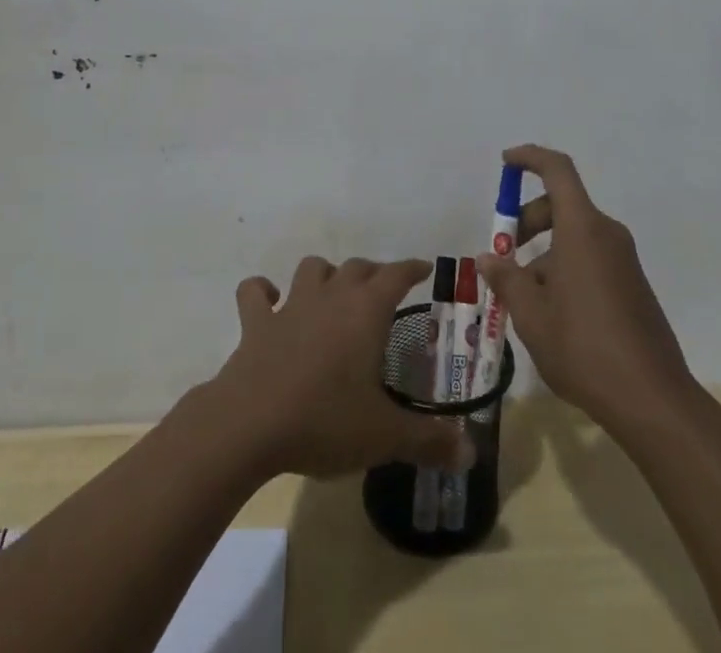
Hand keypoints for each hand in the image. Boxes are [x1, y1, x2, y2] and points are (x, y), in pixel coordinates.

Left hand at [205, 256, 469, 479]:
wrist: (249, 425)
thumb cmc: (325, 421)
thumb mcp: (385, 436)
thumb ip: (429, 441)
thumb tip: (471, 454)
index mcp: (366, 311)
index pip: (396, 274)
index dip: (412, 268)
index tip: (425, 268)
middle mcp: (330, 296)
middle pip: (356, 267)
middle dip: (373, 274)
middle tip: (384, 291)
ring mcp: (290, 306)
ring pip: (311, 269)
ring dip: (324, 274)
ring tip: (333, 292)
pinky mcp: (255, 323)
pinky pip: (254, 293)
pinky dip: (262, 292)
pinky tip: (269, 299)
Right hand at [478, 145, 693, 435]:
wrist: (653, 400)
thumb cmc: (584, 347)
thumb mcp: (531, 314)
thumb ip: (506, 279)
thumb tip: (489, 258)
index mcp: (582, 228)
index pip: (557, 170)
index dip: (530, 158)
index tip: (505, 163)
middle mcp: (607, 234)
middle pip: (561, 205)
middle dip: (528, 220)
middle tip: (503, 256)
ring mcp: (624, 260)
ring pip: (574, 236)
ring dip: (544, 252)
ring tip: (522, 297)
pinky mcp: (632, 285)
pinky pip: (590, 258)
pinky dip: (564, 268)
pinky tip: (551, 313)